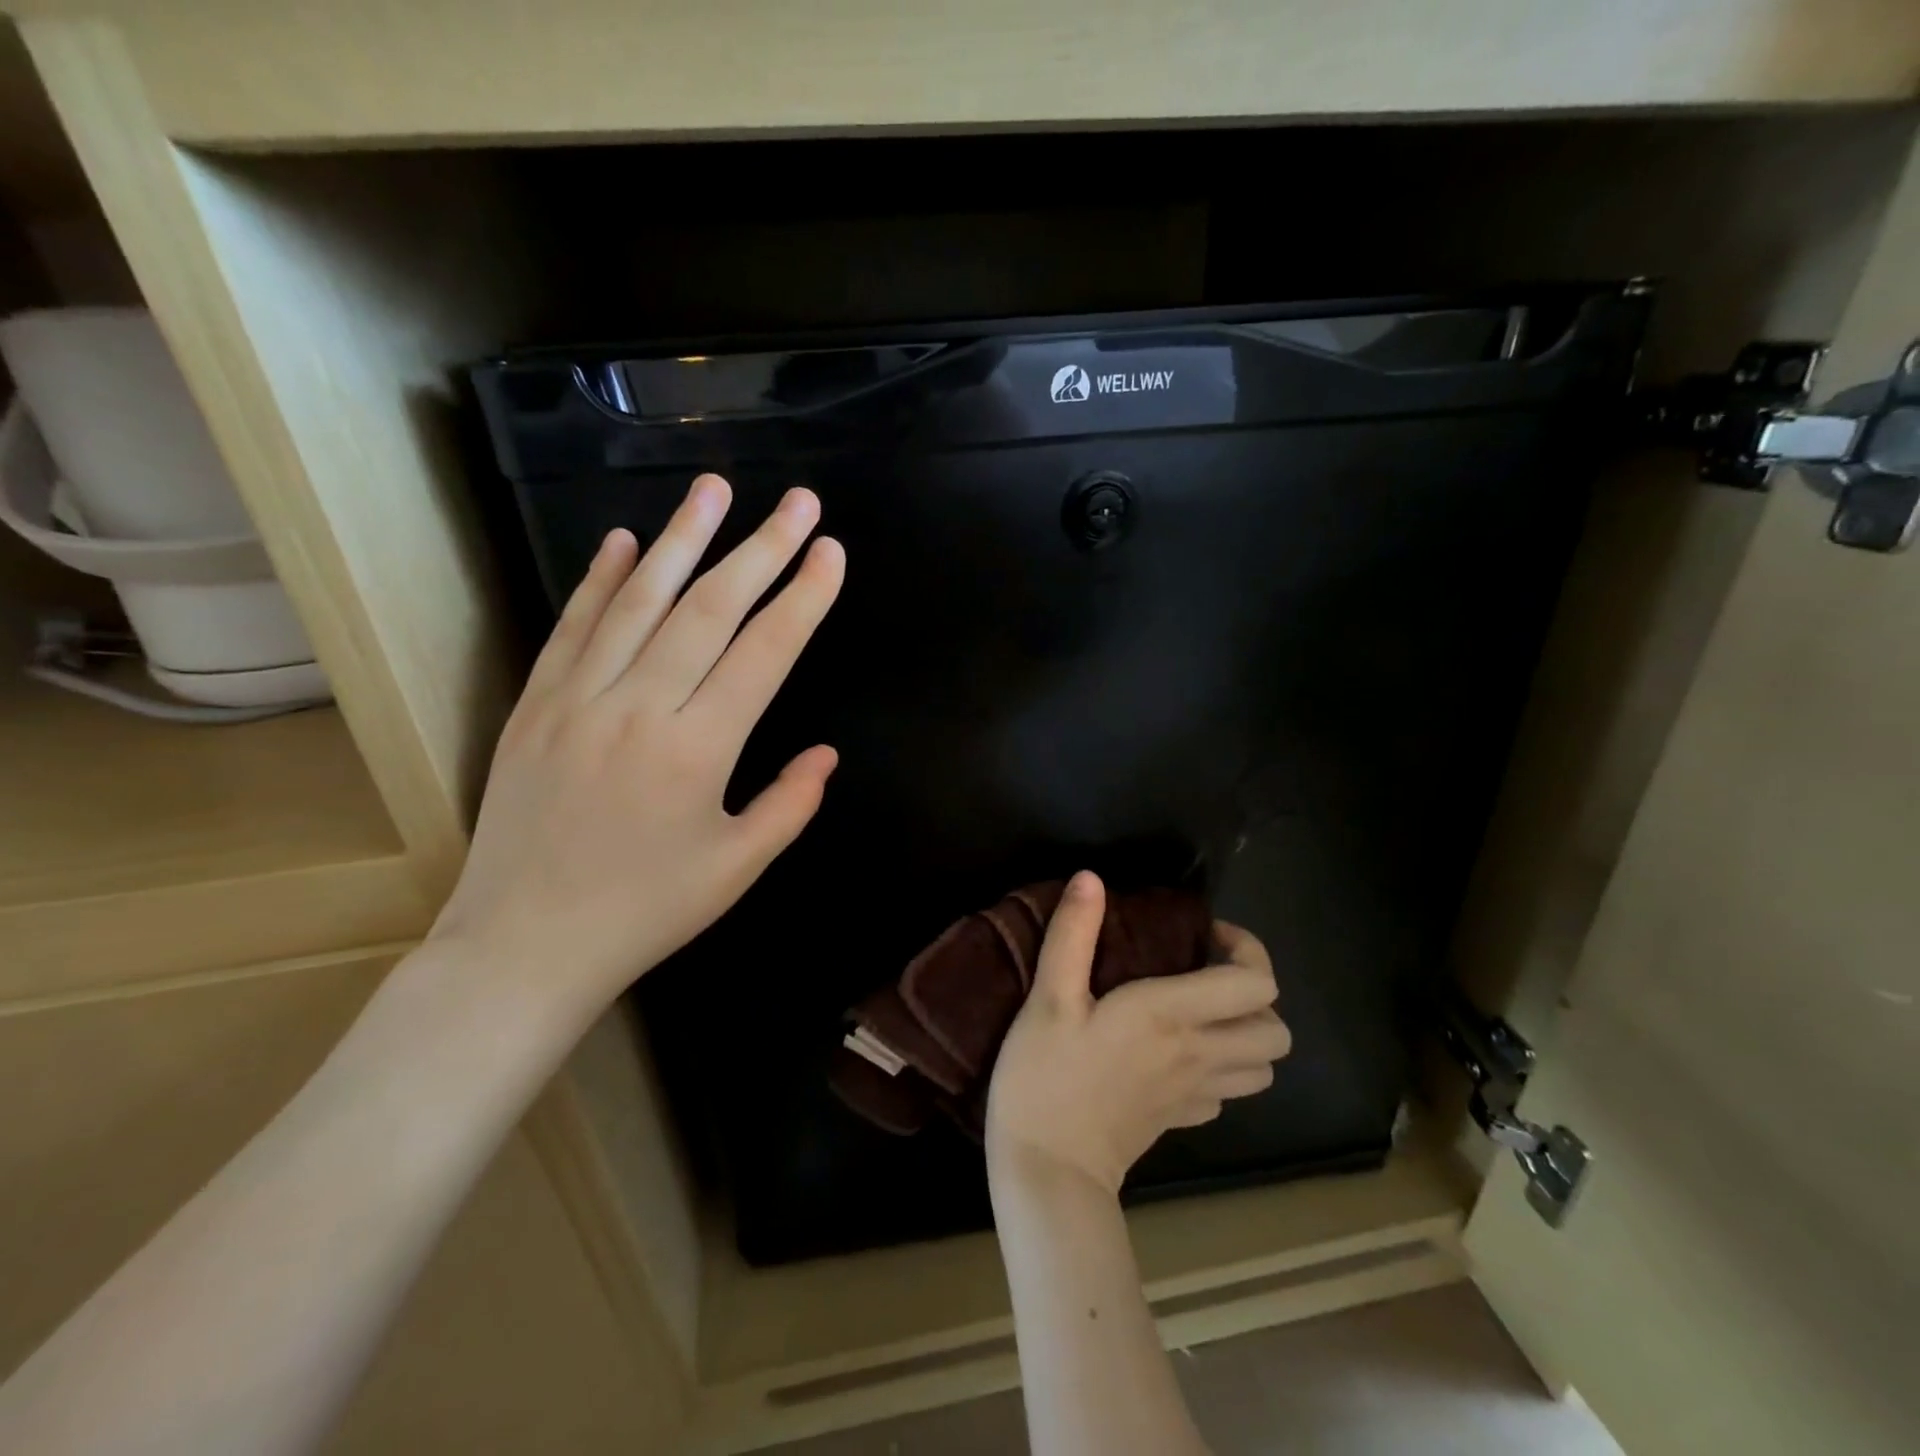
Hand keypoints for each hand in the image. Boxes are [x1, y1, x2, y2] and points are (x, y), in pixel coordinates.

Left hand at [429, 473, 844, 1017]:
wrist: (523, 947)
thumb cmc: (644, 912)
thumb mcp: (736, 869)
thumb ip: (790, 804)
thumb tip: (826, 754)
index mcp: (698, 750)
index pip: (764, 653)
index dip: (802, 598)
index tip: (830, 551)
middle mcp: (639, 709)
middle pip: (710, 610)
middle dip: (761, 549)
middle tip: (797, 501)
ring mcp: (579, 700)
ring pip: (639, 602)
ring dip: (682, 539)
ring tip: (714, 488)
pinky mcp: (535, 706)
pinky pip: (572, 629)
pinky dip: (601, 581)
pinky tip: (624, 542)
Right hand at [985, 871, 1290, 1196]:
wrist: (1048, 1171)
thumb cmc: (1046, 1076)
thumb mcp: (1049, 997)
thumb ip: (1072, 933)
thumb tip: (1091, 878)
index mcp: (1172, 1016)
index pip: (1256, 983)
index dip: (1245, 949)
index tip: (1202, 934)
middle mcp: (1198, 1054)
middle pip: (1276, 1030)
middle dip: (1253, 993)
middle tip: (1204, 972)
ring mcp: (1194, 1095)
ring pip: (1262, 1067)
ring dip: (1244, 1034)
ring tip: (1199, 1012)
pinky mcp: (1179, 1121)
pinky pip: (1226, 1093)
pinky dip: (1220, 1070)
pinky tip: (1178, 1056)